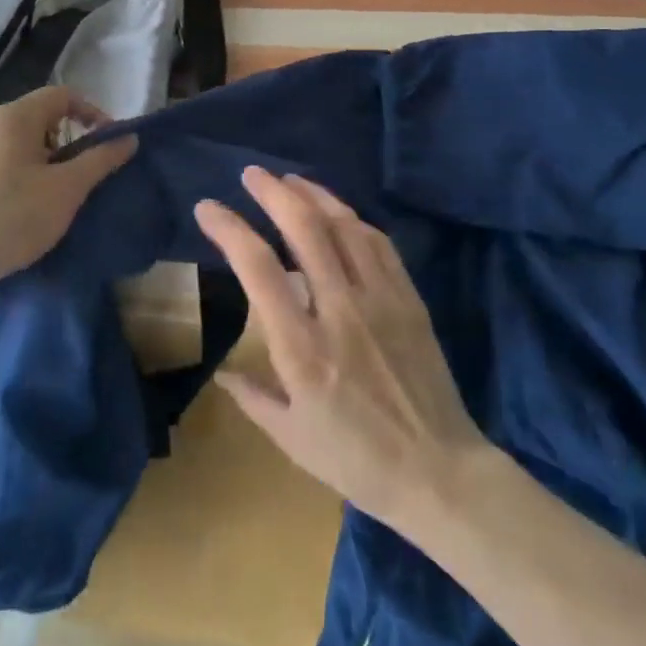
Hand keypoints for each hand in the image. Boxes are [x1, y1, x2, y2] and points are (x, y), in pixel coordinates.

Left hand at [0, 86, 137, 299]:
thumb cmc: (12, 217)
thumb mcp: (67, 189)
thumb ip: (101, 159)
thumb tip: (129, 137)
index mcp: (14, 118)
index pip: (63, 95)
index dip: (93, 113)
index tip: (110, 144)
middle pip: (42, 118)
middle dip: (72, 141)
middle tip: (88, 174)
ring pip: (23, 145)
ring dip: (50, 162)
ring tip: (63, 195)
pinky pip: (5, 165)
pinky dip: (27, 177)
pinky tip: (31, 210)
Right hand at [195, 168, 488, 529]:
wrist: (437, 471)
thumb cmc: (355, 461)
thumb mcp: (290, 438)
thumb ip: (252, 397)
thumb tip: (223, 373)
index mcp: (301, 347)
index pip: (258, 267)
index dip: (229, 228)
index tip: (207, 208)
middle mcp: (340, 310)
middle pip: (305, 229)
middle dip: (273, 192)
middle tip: (251, 174)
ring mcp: (380, 300)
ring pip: (345, 226)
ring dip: (314, 195)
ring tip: (290, 180)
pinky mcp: (408, 299)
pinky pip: (379, 244)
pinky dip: (353, 220)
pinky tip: (339, 213)